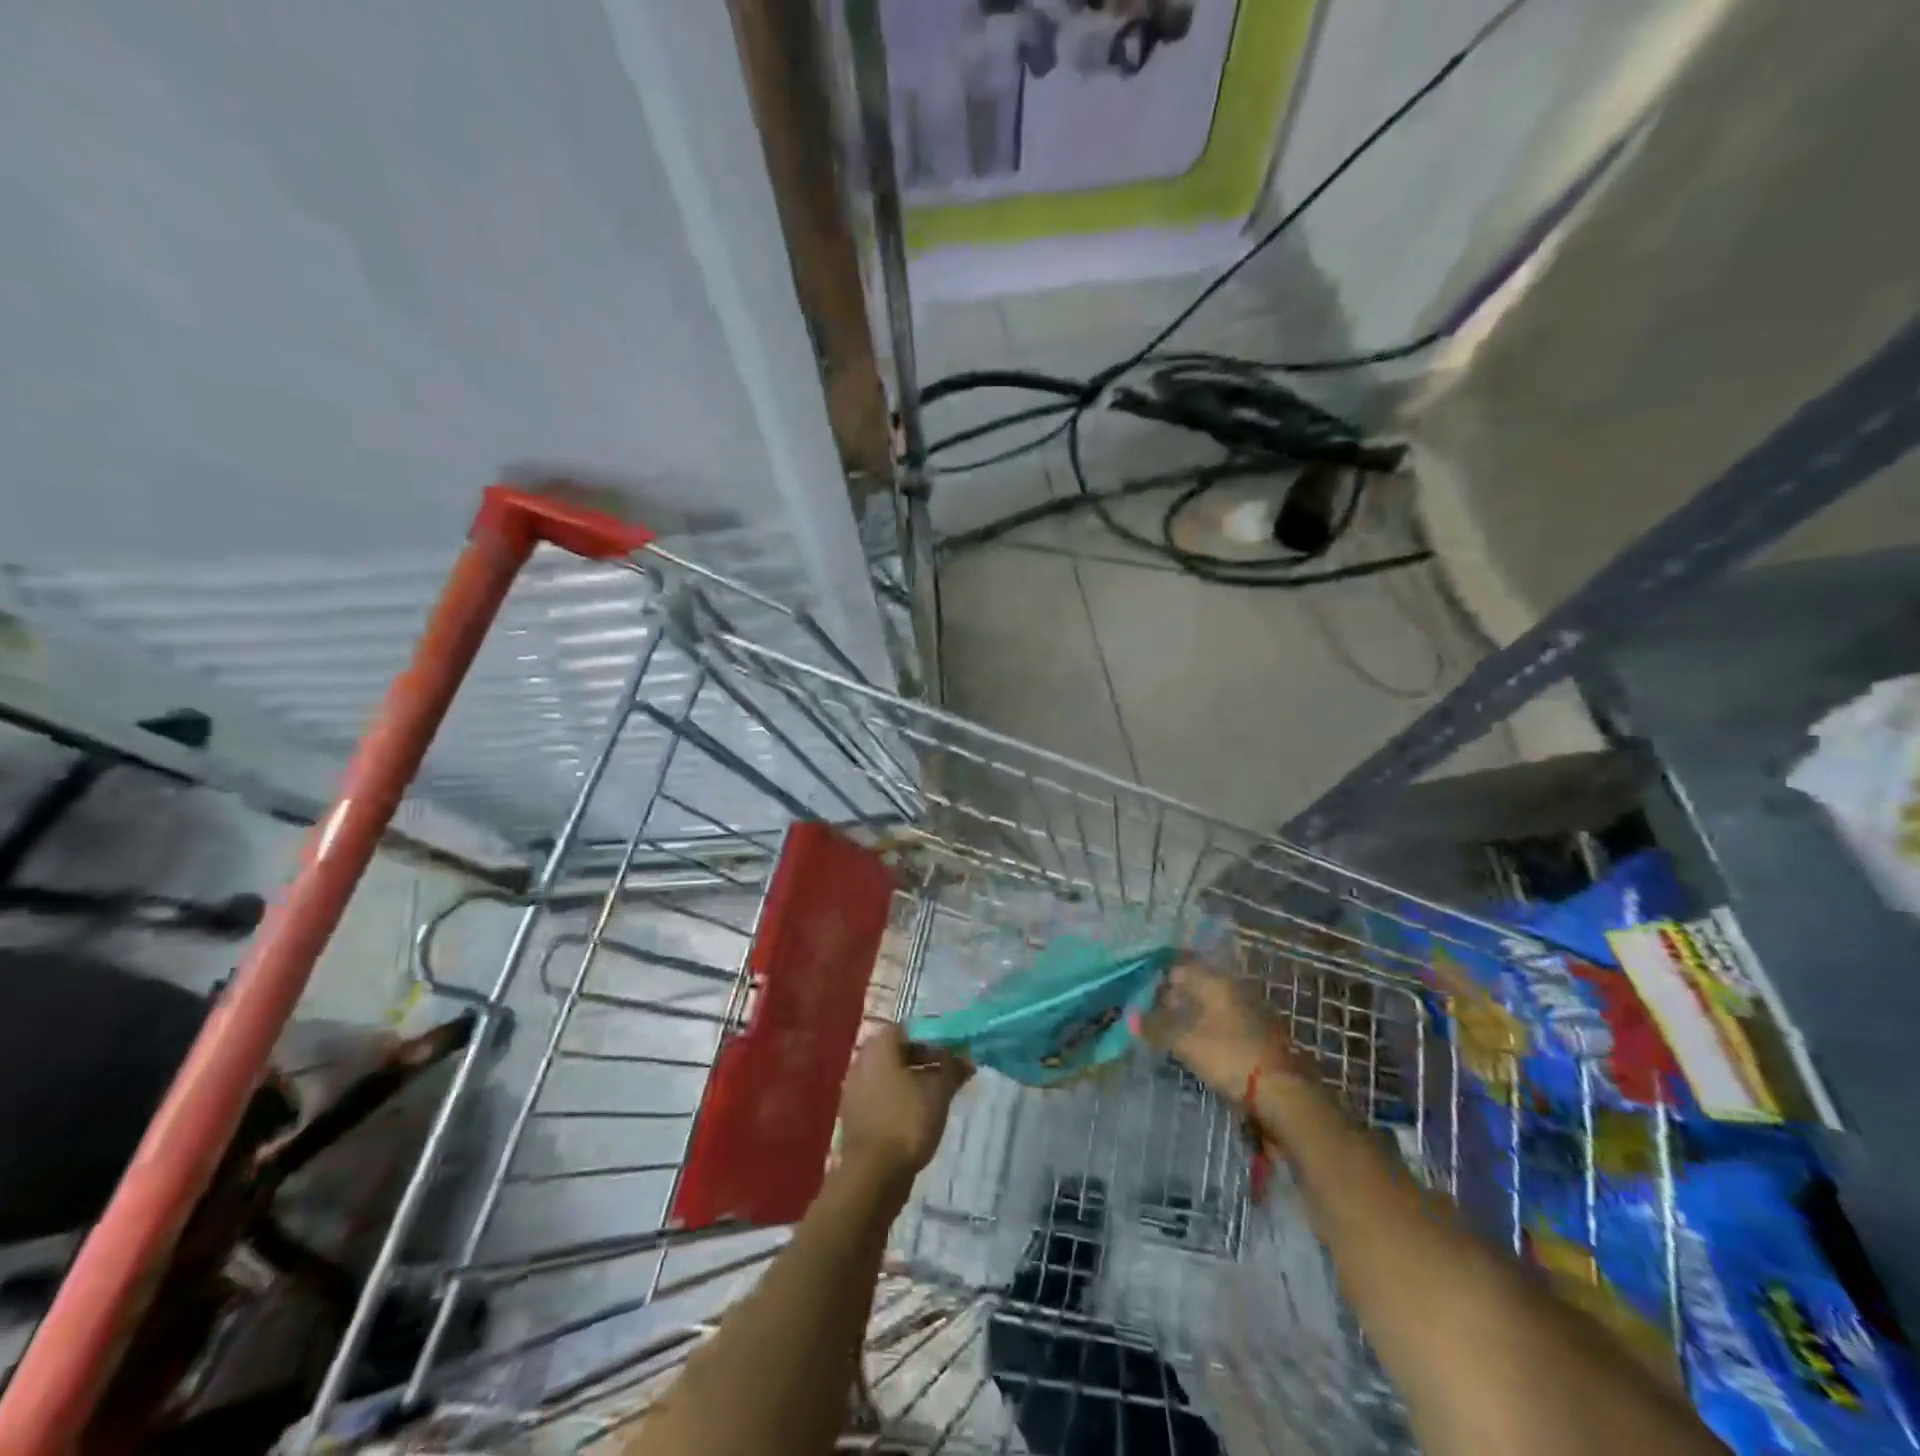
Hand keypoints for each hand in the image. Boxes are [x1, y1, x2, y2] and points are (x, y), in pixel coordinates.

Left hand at [838, 1023, 970, 1186]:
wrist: (872, 1175)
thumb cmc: (906, 1122)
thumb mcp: (938, 1092)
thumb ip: (953, 1069)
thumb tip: (966, 1058)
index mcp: (879, 1047)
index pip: (909, 1028)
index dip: (933, 1036)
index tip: (953, 1050)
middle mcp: (862, 1061)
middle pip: (899, 1050)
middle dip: (927, 1059)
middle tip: (951, 1071)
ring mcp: (855, 1089)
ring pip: (891, 1074)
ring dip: (916, 1079)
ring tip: (941, 1094)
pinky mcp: (856, 1114)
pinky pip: (883, 1095)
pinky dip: (902, 1098)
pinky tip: (921, 1114)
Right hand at [1140, 960, 1296, 1104]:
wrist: (1284, 1093)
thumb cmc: (1229, 1056)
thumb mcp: (1185, 1042)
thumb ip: (1156, 1026)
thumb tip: (1131, 1017)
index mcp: (1216, 981)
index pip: (1181, 966)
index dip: (1159, 977)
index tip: (1142, 993)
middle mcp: (1235, 986)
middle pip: (1197, 983)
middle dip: (1175, 996)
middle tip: (1154, 1014)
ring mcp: (1251, 1008)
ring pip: (1212, 1002)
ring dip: (1192, 1012)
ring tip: (1173, 1031)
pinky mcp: (1260, 1031)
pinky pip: (1225, 1019)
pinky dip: (1209, 1025)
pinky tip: (1199, 1042)